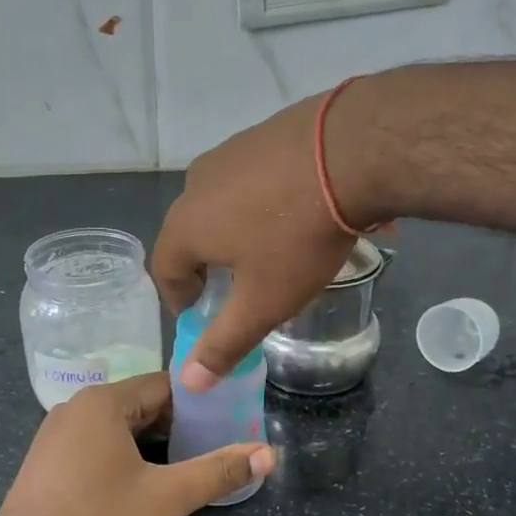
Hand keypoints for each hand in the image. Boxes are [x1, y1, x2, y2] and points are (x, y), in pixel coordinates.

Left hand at [0, 373, 274, 515]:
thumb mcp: (166, 497)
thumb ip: (218, 472)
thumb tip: (268, 454)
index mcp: (105, 401)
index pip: (164, 386)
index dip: (198, 402)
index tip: (224, 420)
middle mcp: (77, 406)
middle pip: (139, 403)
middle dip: (175, 424)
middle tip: (208, 446)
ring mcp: (56, 430)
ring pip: (116, 424)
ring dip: (147, 439)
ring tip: (179, 464)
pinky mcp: (45, 456)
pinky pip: (93, 440)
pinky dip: (119, 451)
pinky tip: (133, 479)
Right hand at [152, 85, 379, 388]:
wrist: (350, 151)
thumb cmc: (297, 237)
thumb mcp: (263, 302)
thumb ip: (224, 344)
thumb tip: (188, 382)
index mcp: (184, 226)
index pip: (165, 271)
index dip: (182, 299)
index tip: (206, 315)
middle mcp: (194, 185)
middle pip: (190, 235)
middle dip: (210, 266)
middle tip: (239, 287)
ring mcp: (228, 153)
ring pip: (221, 204)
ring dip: (236, 231)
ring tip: (271, 250)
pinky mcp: (261, 133)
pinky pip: (251, 179)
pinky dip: (262, 202)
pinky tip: (296, 211)